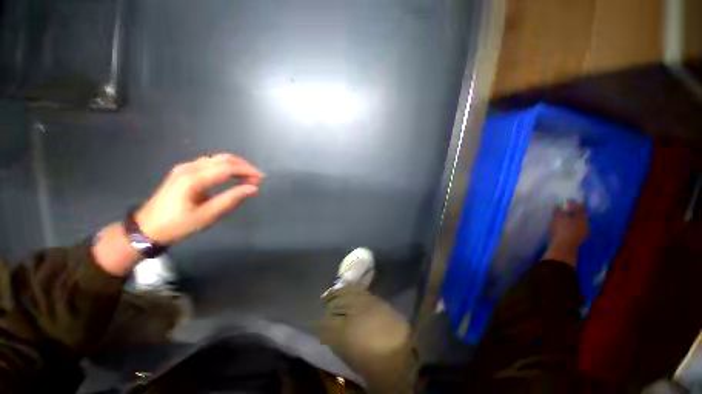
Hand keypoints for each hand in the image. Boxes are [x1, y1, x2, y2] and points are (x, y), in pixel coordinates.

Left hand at [135, 153, 263, 243]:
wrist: (147, 227)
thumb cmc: (178, 224)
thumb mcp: (207, 216)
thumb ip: (231, 199)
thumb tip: (253, 189)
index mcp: (193, 179)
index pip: (227, 168)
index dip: (247, 171)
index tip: (262, 178)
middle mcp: (189, 167)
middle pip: (223, 159)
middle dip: (244, 166)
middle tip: (257, 178)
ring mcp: (186, 167)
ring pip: (217, 159)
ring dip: (236, 165)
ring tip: (249, 177)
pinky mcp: (185, 171)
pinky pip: (211, 163)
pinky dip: (226, 167)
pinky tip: (233, 175)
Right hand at [550, 200, 588, 246]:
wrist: (564, 246)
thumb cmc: (561, 229)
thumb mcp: (557, 218)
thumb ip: (558, 210)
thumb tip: (558, 204)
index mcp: (582, 216)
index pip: (580, 206)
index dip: (574, 202)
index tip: (567, 200)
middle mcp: (586, 222)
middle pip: (582, 214)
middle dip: (576, 211)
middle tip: (568, 208)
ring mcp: (585, 231)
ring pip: (581, 222)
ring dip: (575, 219)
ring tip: (568, 218)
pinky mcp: (581, 237)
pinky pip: (579, 228)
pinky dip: (574, 225)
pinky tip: (569, 226)